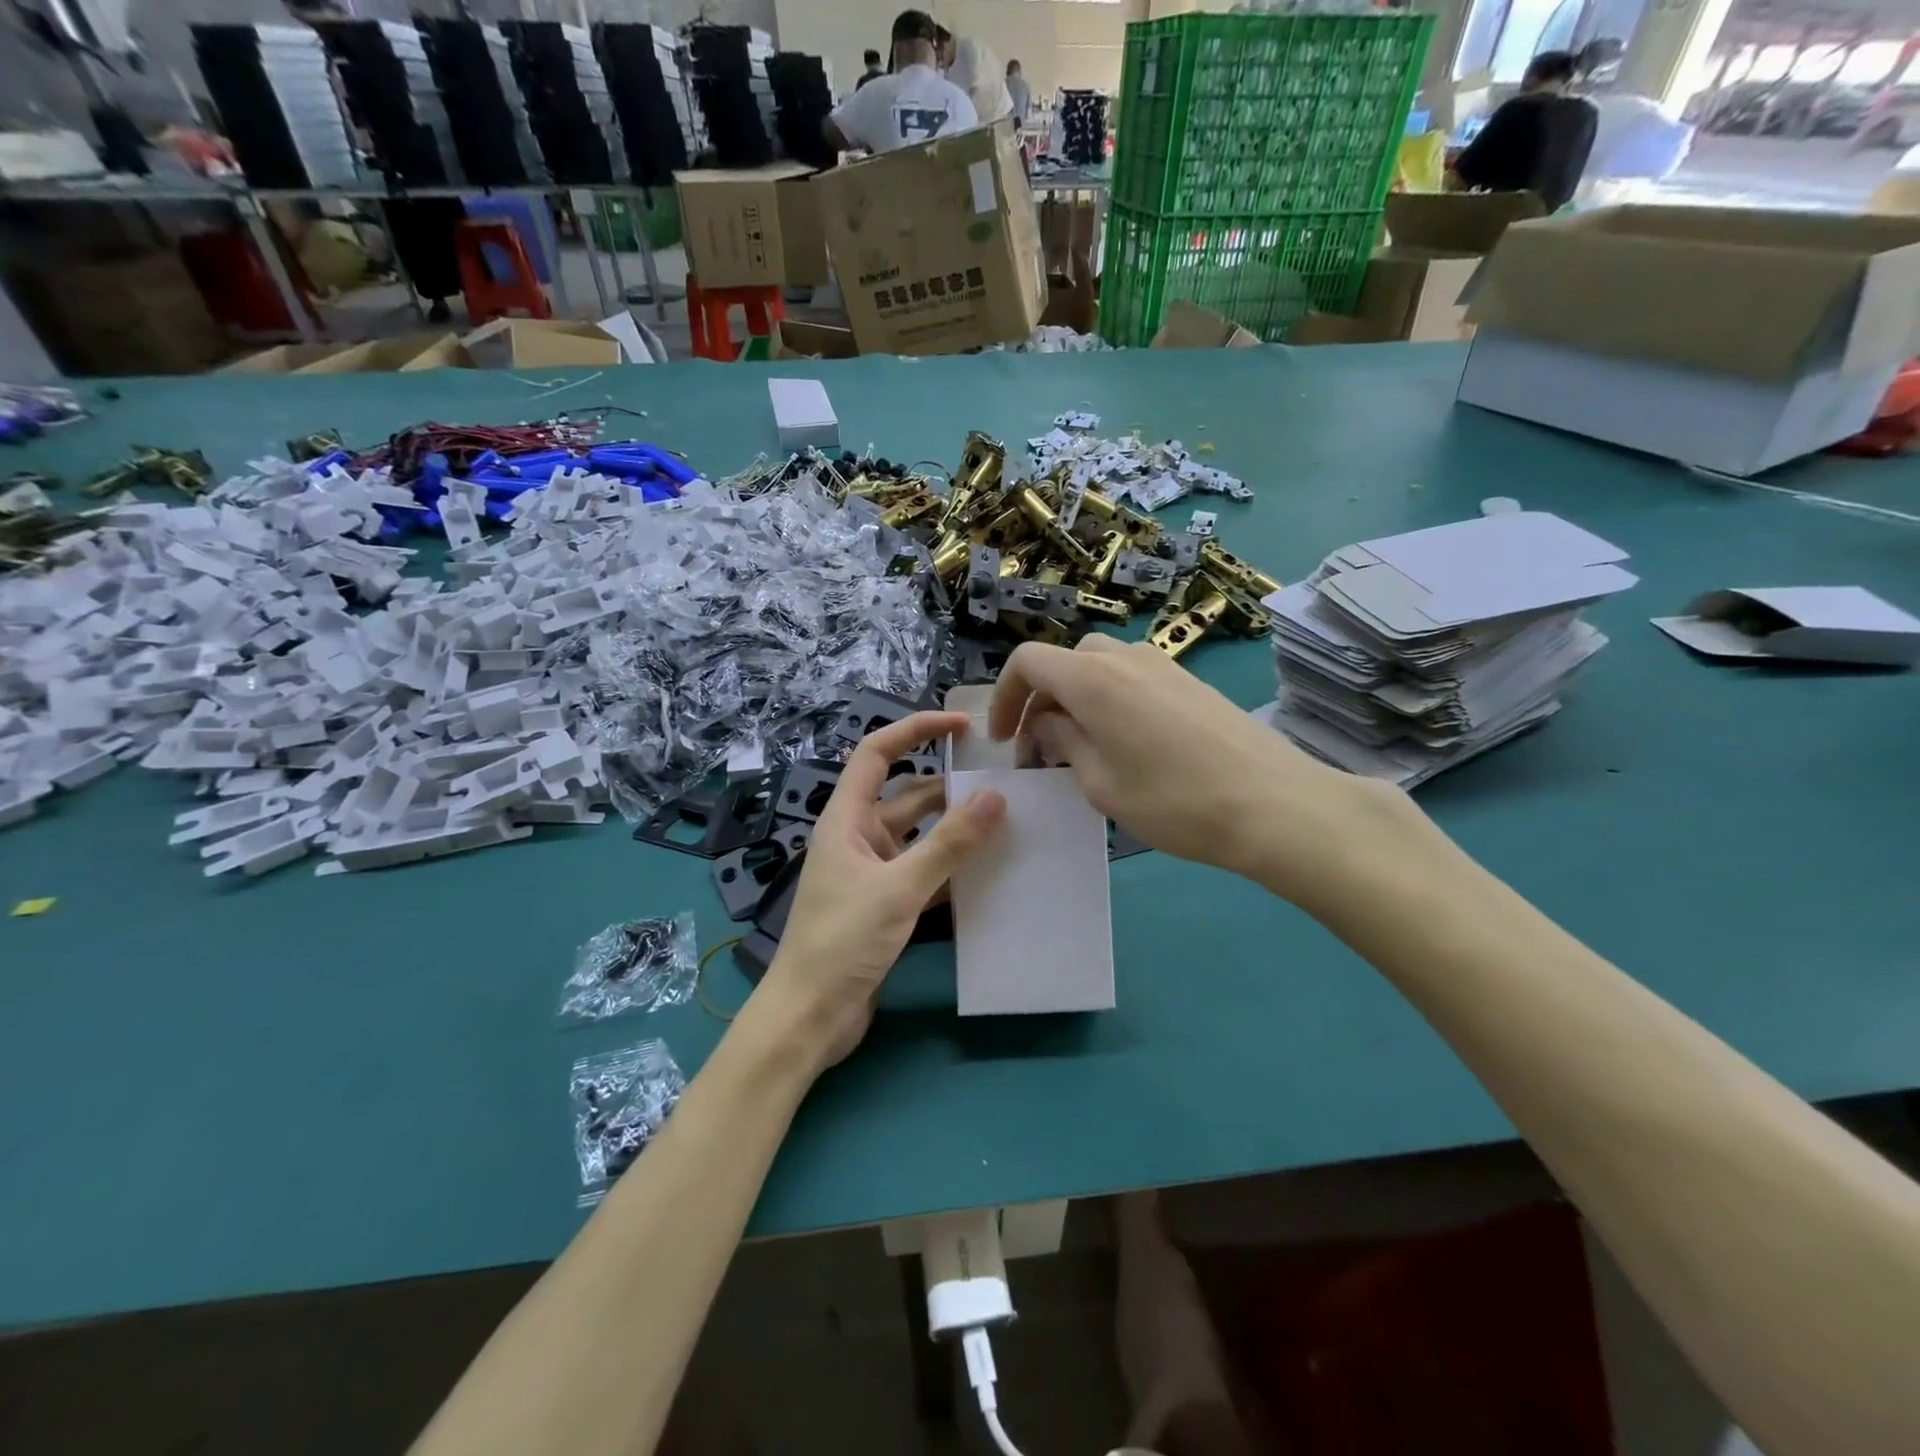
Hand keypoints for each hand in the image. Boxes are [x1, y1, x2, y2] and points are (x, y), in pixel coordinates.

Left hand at [757, 711, 1005, 1068]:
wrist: (810, 1017)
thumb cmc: (842, 942)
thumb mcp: (899, 888)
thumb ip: (949, 844)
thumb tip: (997, 797)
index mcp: (846, 819)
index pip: (877, 753)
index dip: (916, 729)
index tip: (962, 725)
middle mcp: (857, 838)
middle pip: (906, 796)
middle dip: (949, 787)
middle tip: (1003, 783)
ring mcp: (870, 873)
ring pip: (919, 837)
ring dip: (954, 830)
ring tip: (1006, 823)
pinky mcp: (883, 905)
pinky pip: (922, 873)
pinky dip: (949, 868)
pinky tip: (987, 871)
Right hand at [990, 637, 1420, 910]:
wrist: (1273, 803)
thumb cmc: (1174, 801)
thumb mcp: (1101, 783)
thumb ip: (1064, 742)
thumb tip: (1047, 723)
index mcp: (1092, 678)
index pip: (1027, 660)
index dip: (1004, 696)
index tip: (1004, 739)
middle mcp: (1124, 657)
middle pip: (1065, 660)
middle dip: (1041, 699)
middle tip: (1040, 747)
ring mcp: (1163, 664)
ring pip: (1099, 667)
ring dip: (1076, 698)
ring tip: (1081, 747)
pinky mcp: (1190, 680)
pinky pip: (1132, 677)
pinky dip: (1110, 699)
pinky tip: (1126, 743)